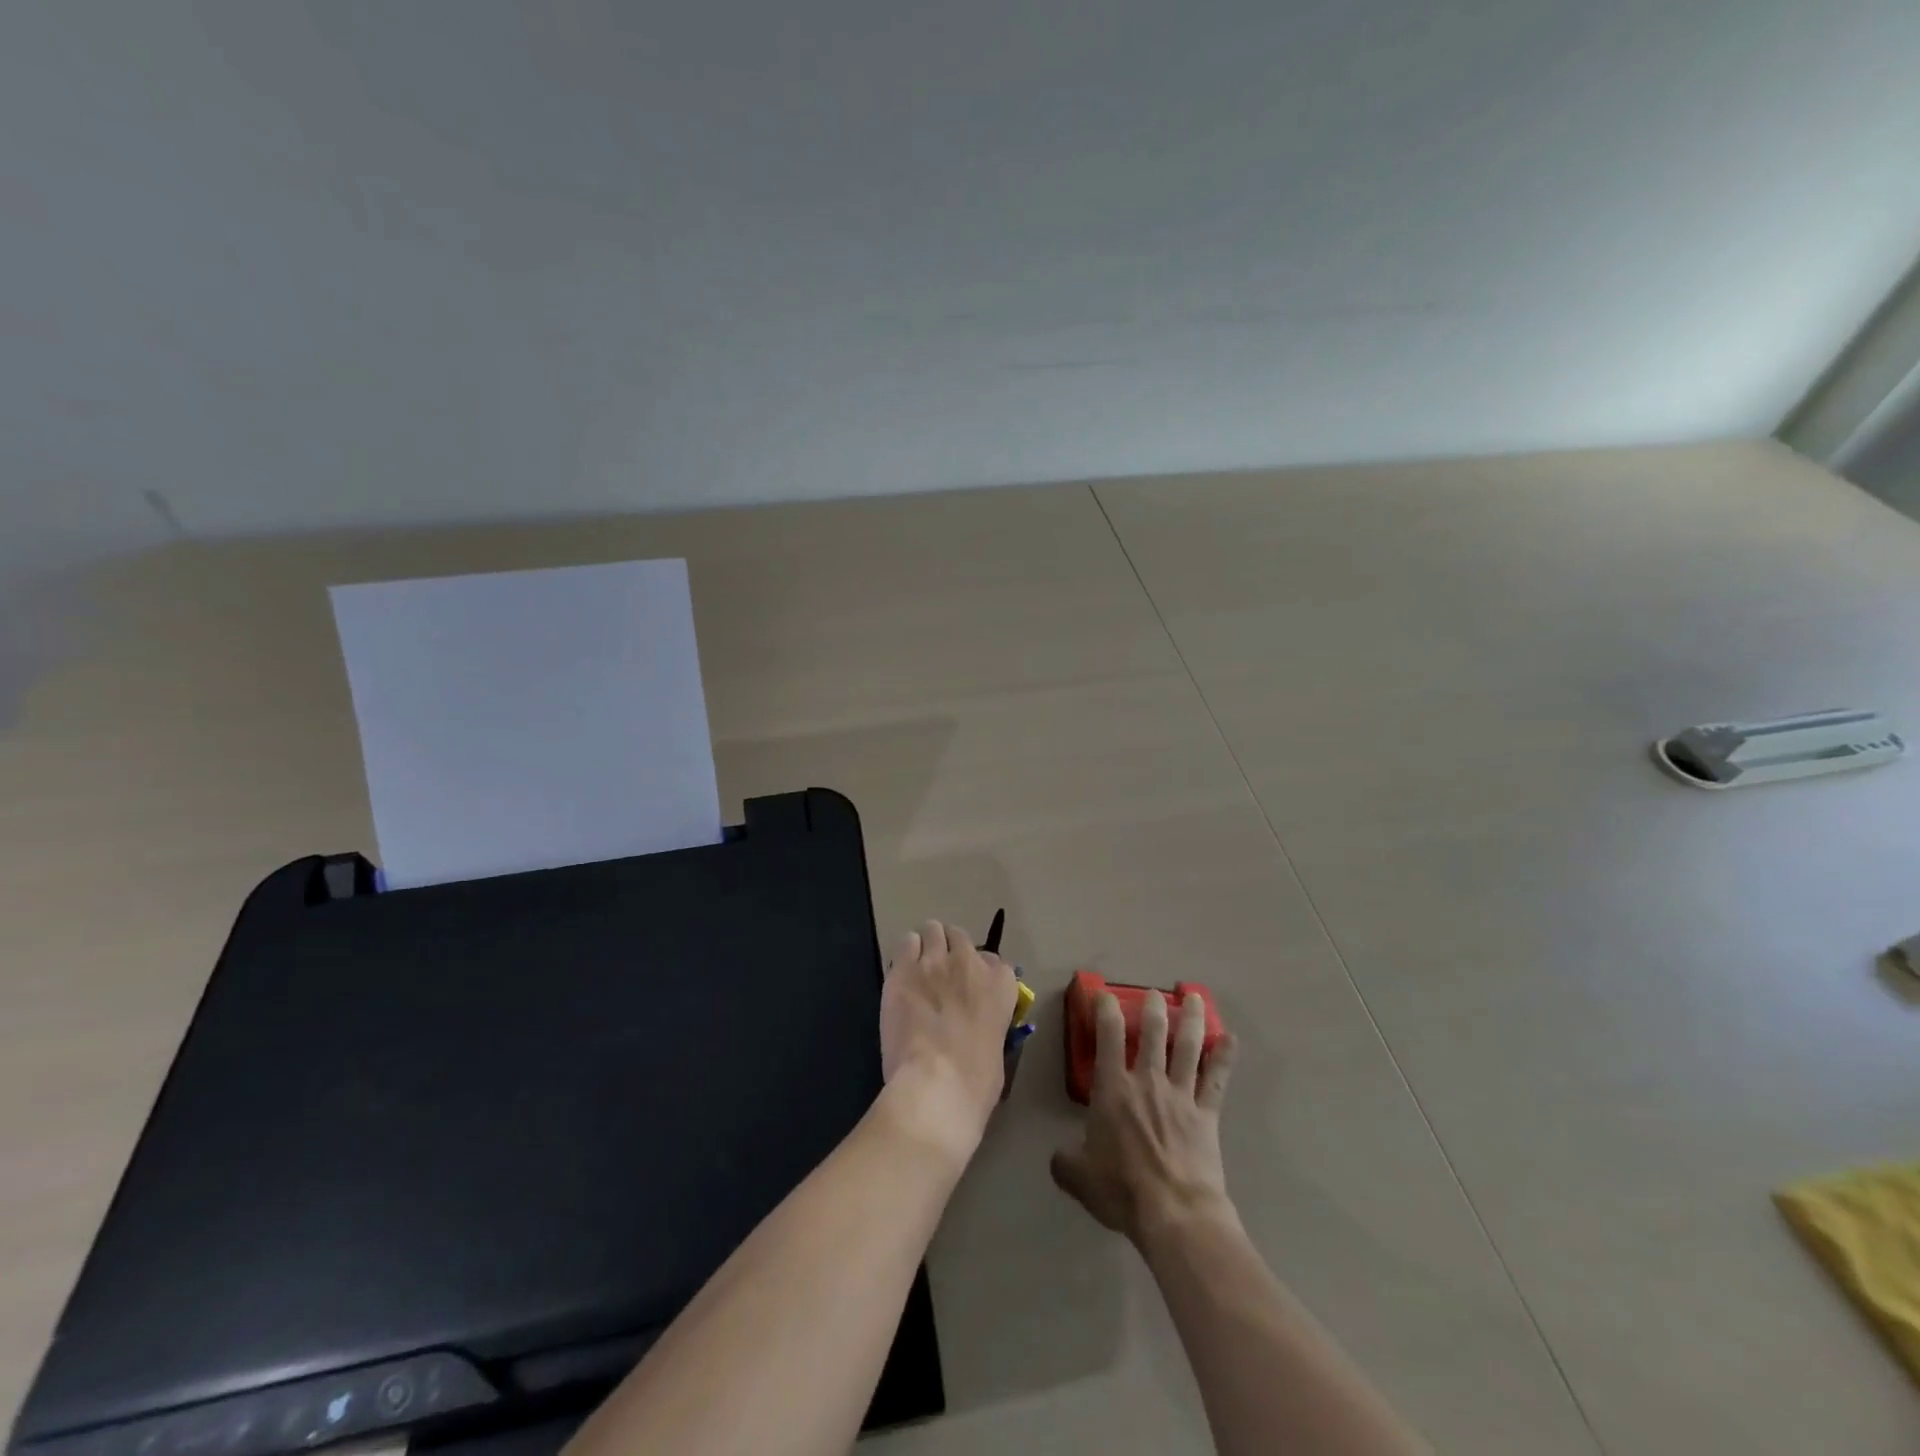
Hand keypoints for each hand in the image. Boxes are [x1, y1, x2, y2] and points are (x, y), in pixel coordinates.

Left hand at [878, 921, 1017, 1166]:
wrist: (936, 1083)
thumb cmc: (975, 1081)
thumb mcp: (997, 1047)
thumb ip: (989, 1022)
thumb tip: (976, 1026)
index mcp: (1000, 984)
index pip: (994, 961)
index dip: (980, 972)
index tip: (971, 987)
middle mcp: (969, 963)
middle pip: (959, 936)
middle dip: (951, 950)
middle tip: (941, 973)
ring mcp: (934, 961)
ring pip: (932, 930)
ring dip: (927, 946)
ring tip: (919, 968)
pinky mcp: (903, 969)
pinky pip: (906, 944)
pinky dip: (906, 954)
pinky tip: (902, 974)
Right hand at [1051, 990, 1238, 1242]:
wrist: (1174, 1213)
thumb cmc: (1121, 1190)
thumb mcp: (1077, 1176)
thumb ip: (1065, 1160)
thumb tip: (1059, 1156)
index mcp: (1112, 1088)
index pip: (1108, 1036)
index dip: (1105, 1009)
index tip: (1104, 994)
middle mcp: (1147, 1081)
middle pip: (1153, 1033)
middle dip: (1153, 1008)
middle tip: (1155, 993)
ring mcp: (1181, 1095)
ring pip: (1187, 1046)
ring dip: (1190, 1019)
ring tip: (1193, 996)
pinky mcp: (1206, 1114)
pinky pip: (1216, 1080)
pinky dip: (1224, 1057)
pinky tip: (1231, 1039)